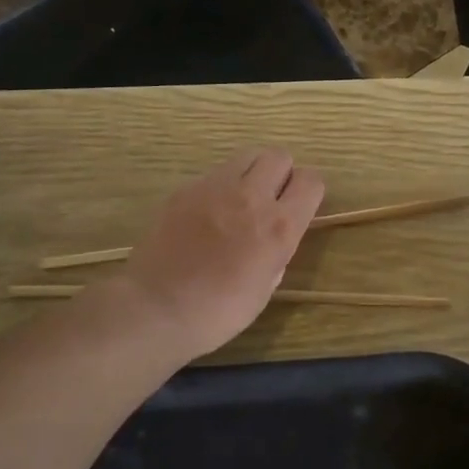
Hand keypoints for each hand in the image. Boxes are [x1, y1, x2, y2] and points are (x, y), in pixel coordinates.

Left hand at [115, 148, 325, 361]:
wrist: (156, 308)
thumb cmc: (218, 312)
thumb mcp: (265, 288)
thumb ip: (277, 253)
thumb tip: (274, 237)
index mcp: (279, 227)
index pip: (311, 181)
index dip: (308, 192)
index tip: (299, 206)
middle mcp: (251, 197)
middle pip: (279, 156)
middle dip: (281, 173)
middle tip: (270, 200)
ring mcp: (215, 188)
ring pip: (246, 156)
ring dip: (251, 173)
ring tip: (239, 201)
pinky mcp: (186, 189)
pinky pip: (214, 174)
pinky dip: (219, 187)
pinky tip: (206, 215)